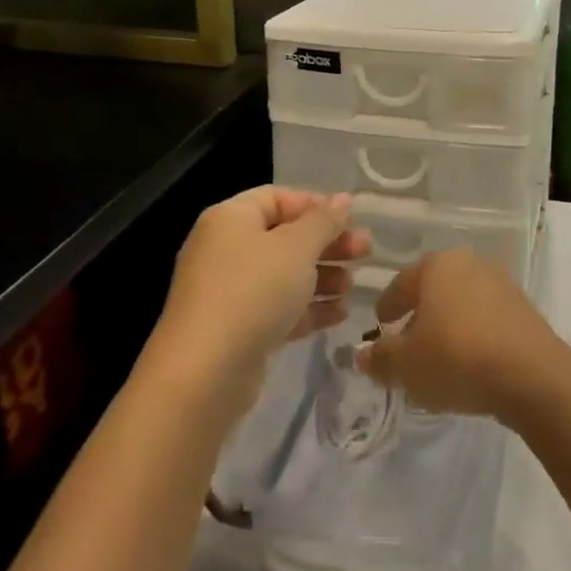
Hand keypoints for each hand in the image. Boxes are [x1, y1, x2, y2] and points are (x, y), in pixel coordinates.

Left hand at [149, 186, 368, 418]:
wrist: (204, 372)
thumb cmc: (252, 292)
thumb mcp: (296, 248)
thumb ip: (323, 221)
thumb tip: (343, 199)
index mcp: (230, 218)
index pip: (276, 198)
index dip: (315, 205)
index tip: (350, 219)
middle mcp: (225, 249)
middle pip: (283, 237)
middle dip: (326, 244)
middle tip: (366, 251)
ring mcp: (228, 291)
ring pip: (283, 275)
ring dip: (321, 278)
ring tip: (353, 288)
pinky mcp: (236, 329)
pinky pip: (277, 308)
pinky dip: (307, 308)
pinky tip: (340, 315)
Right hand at [356, 248, 565, 422]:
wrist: (533, 377)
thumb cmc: (457, 358)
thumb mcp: (406, 366)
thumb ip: (381, 358)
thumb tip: (363, 354)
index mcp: (436, 265)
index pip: (400, 284)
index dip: (386, 308)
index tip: (380, 328)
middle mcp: (469, 264)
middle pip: (433, 290)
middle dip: (419, 315)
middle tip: (407, 344)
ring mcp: (502, 284)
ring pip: (461, 304)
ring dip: (448, 325)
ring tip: (439, 358)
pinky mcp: (525, 310)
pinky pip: (487, 319)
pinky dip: (473, 335)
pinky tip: (470, 362)